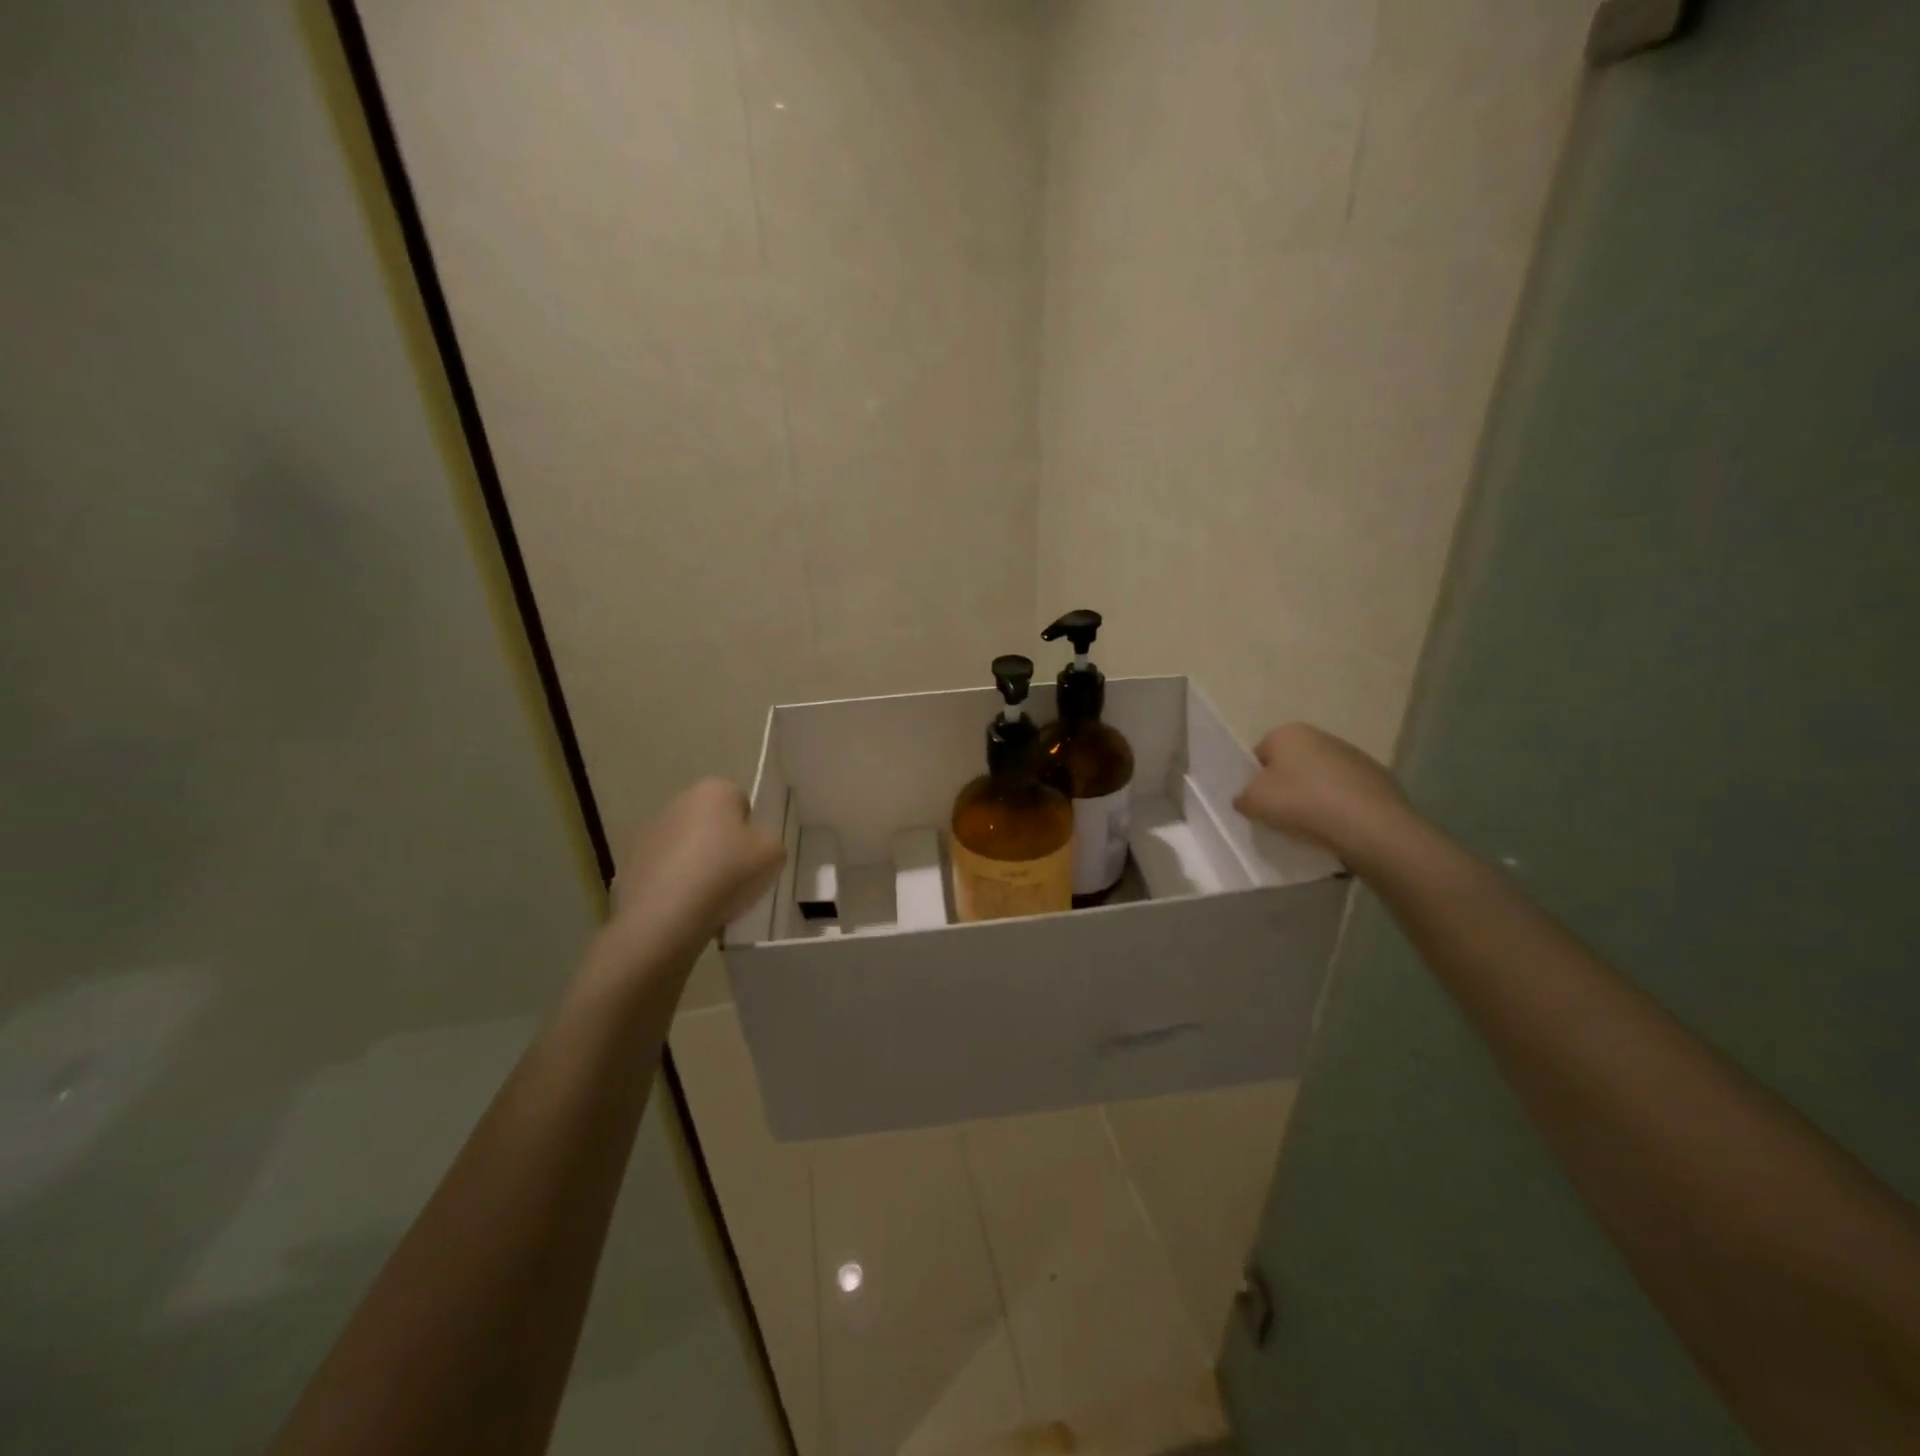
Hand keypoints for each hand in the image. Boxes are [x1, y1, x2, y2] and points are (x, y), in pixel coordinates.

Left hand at [609, 779, 785, 953]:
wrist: (665, 918)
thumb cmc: (726, 874)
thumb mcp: (773, 854)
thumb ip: (769, 841)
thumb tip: (751, 845)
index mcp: (713, 790)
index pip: (741, 803)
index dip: (750, 831)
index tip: (752, 857)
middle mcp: (677, 803)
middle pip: (711, 824)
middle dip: (721, 846)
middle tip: (735, 878)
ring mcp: (648, 834)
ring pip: (686, 848)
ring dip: (696, 865)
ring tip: (709, 900)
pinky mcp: (630, 865)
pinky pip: (664, 873)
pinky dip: (674, 886)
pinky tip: (684, 909)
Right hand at [1234, 723, 1414, 866]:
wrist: (1370, 826)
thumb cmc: (1302, 803)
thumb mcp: (1254, 802)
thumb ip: (1242, 797)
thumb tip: (1247, 798)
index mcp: (1289, 733)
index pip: (1260, 754)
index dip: (1254, 779)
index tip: (1258, 803)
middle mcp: (1322, 736)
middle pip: (1292, 765)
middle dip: (1285, 787)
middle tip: (1280, 816)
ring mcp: (1354, 756)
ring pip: (1320, 779)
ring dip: (1313, 798)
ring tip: (1310, 827)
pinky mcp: (1378, 779)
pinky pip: (1346, 794)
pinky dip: (1339, 808)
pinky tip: (1336, 829)